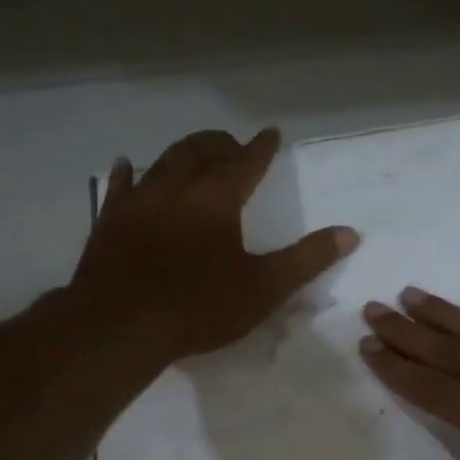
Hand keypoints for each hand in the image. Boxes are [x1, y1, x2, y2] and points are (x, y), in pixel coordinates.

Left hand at [71, 128, 357, 361]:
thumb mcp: (264, 288)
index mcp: (217, 199)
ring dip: (182, 153)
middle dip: (220, 143)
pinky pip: (119, 186)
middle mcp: (177, 187)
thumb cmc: (199, 307)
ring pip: (162, 161)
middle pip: (200, 151)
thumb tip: (350, 233)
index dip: (262, 148)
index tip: (272, 133)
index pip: (246, 162)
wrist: (121, 326)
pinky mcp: (109, 220)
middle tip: (233, 145)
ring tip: (194, 152)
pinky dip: (128, 172)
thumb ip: (307, 259)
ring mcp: (138, 201)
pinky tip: (127, 165)